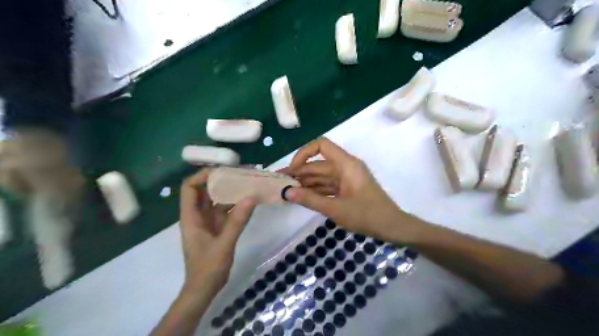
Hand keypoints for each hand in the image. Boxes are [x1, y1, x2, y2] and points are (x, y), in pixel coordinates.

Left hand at [176, 168, 253, 294]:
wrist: (205, 289)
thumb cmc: (208, 268)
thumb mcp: (224, 244)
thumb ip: (237, 221)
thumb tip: (250, 197)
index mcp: (191, 217)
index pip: (190, 188)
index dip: (202, 175)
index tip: (223, 170)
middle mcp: (198, 215)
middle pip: (205, 190)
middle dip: (221, 179)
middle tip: (241, 173)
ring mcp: (208, 221)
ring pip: (217, 199)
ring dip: (230, 191)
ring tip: (248, 183)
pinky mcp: (218, 228)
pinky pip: (226, 210)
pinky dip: (236, 204)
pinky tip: (249, 200)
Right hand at [283, 137, 416, 239]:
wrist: (392, 227)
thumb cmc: (367, 215)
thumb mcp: (336, 209)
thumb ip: (310, 200)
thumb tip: (286, 192)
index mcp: (346, 164)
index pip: (321, 145)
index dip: (303, 154)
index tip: (292, 170)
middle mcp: (345, 167)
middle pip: (318, 164)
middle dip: (299, 172)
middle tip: (279, 183)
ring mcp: (346, 178)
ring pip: (321, 176)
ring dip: (305, 183)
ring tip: (286, 191)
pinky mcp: (347, 188)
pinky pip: (327, 185)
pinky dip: (315, 191)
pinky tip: (301, 197)